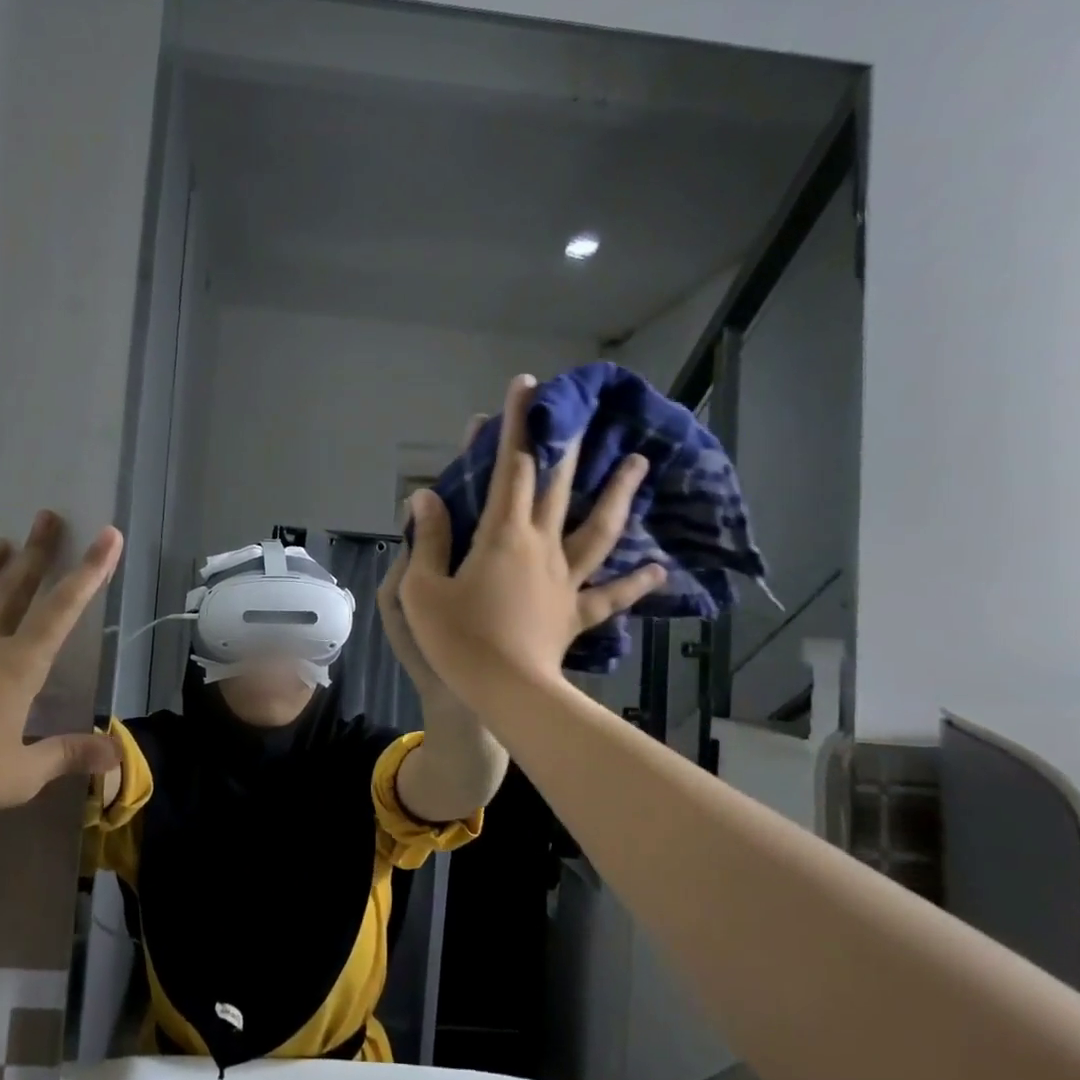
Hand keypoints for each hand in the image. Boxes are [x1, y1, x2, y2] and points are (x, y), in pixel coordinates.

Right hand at [397, 375, 667, 703]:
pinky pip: (609, 594)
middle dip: (565, 444)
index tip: (526, 386)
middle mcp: (540, 546)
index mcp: (501, 535)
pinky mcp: (576, 613)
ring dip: (618, 494)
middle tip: (584, 410)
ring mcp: (564, 579)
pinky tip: (657, 568)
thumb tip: (425, 496)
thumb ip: (427, 539)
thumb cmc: (456, 639)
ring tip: (639, 463)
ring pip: (598, 528)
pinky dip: (634, 582)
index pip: (511, 467)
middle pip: (558, 486)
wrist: (503, 694)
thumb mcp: (422, 588)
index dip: (517, 425)